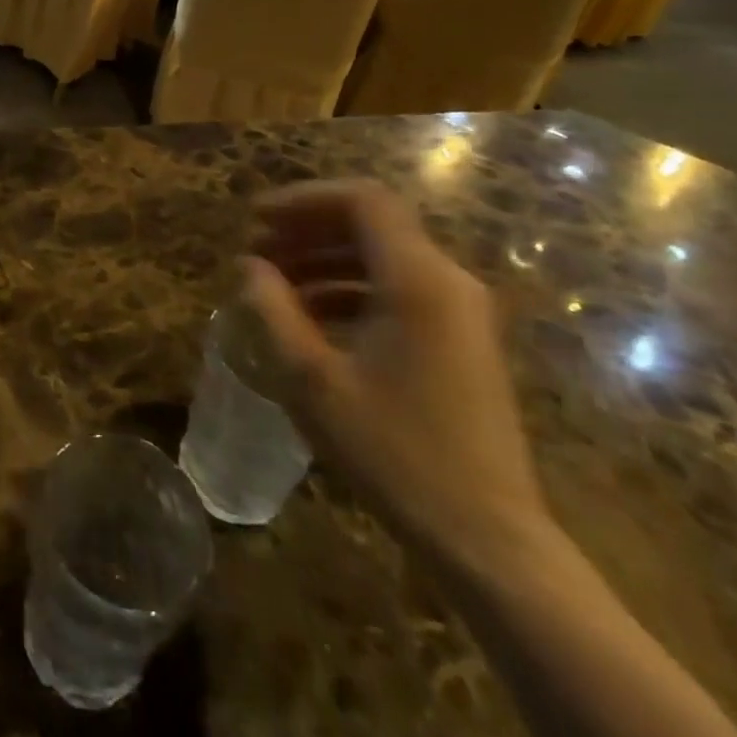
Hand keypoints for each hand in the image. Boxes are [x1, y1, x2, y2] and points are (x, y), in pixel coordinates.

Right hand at [243, 181, 550, 571]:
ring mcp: (460, 312)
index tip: (256, 219)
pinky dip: (349, 287)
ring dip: (324, 258)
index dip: (304, 199)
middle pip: (372, 223)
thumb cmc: (394, 451)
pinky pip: (398, 288)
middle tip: (257, 248)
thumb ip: (273, 310)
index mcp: (418, 280)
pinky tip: (311, 316)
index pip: (362, 200)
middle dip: (308, 227)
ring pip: (383, 256)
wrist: (487, 538)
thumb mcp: (312, 379)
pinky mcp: (460, 340)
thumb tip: (249, 266)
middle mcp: (447, 281)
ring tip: (273, 281)